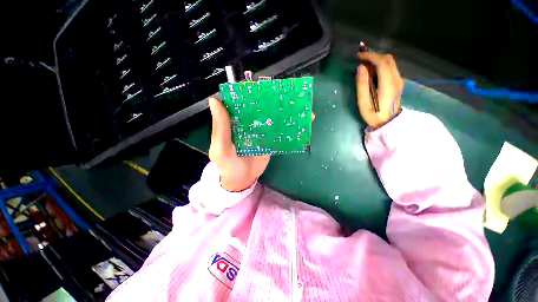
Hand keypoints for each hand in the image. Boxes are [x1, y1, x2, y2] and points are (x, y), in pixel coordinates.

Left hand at [208, 96, 314, 191]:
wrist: (242, 181)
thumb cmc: (228, 165)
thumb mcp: (220, 148)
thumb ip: (220, 127)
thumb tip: (215, 100)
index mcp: (235, 121)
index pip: (241, 100)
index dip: (248, 89)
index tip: (260, 82)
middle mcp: (248, 122)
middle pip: (260, 105)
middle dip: (272, 97)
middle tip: (286, 91)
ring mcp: (261, 131)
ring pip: (272, 116)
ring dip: (284, 110)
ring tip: (299, 104)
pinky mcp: (271, 140)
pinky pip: (280, 130)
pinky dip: (290, 126)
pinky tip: (302, 121)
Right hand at [356, 52, 403, 128]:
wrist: (388, 123)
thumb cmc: (373, 114)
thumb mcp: (363, 102)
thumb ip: (362, 84)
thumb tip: (361, 68)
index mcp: (388, 84)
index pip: (382, 62)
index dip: (370, 56)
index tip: (359, 56)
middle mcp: (396, 79)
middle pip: (388, 59)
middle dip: (374, 55)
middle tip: (361, 59)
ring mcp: (399, 80)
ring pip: (390, 62)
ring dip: (377, 59)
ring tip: (365, 64)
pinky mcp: (398, 82)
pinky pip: (391, 68)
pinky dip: (381, 65)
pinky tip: (373, 70)